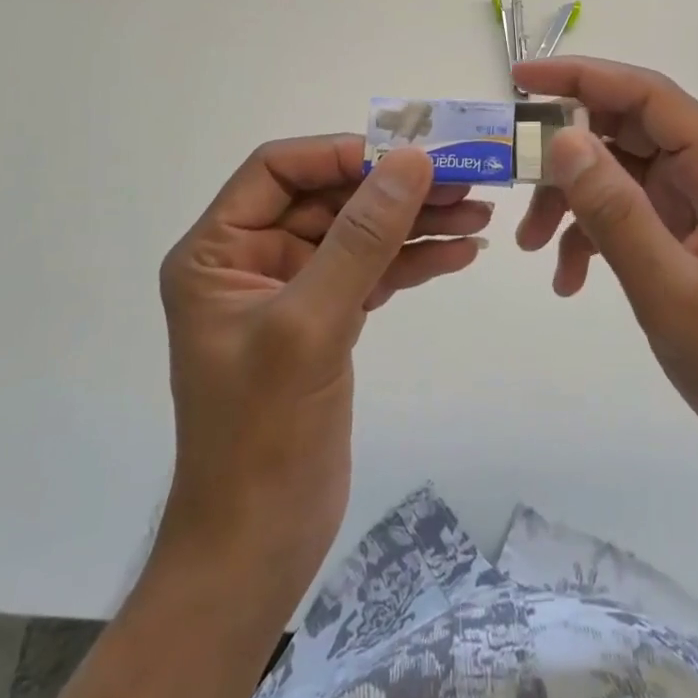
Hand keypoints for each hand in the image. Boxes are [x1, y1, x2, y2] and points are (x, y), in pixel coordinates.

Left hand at [154, 137, 488, 608]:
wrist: (259, 543)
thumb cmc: (262, 434)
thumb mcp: (311, 324)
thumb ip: (362, 238)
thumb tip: (412, 161)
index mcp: (218, 251)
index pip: (278, 169)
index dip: (341, 154)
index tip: (407, 156)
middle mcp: (252, 259)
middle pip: (330, 199)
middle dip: (395, 190)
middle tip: (465, 180)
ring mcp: (293, 290)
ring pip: (359, 234)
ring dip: (416, 222)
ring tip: (478, 213)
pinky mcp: (326, 320)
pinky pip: (373, 272)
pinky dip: (415, 261)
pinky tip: (460, 254)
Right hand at [512, 57, 697, 473]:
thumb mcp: (668, 288)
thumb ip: (614, 211)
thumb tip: (562, 139)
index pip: (650, 96)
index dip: (585, 78)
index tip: (522, 81)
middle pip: (630, 130)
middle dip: (567, 151)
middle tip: (513, 169)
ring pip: (621, 171)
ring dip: (572, 200)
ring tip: (530, 244)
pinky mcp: (686, 231)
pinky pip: (628, 211)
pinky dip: (591, 233)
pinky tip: (567, 278)